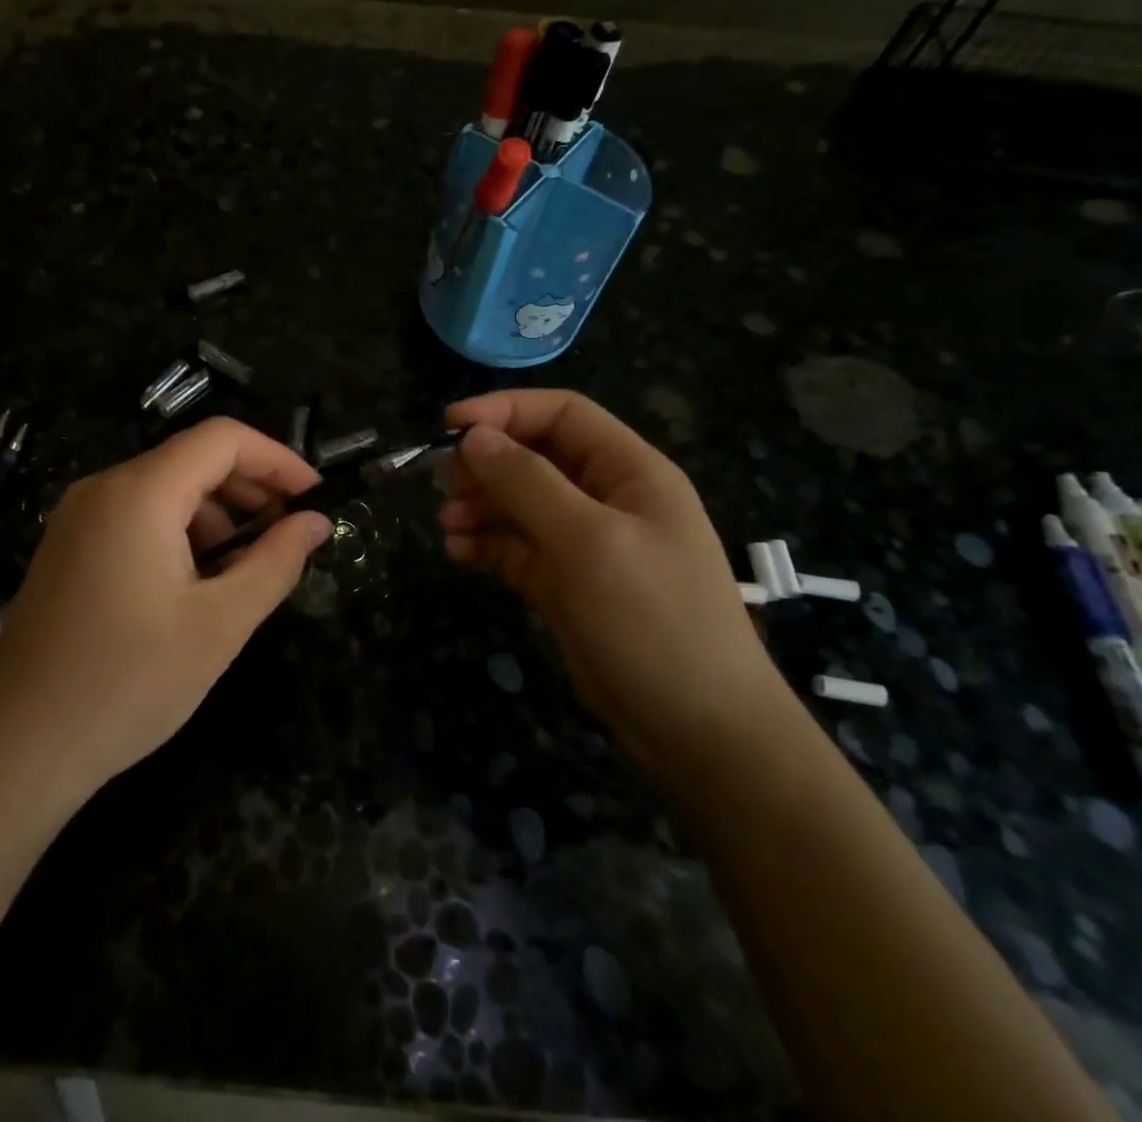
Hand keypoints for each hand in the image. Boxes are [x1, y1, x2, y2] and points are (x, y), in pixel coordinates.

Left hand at [0, 417, 331, 793]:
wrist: (17, 746)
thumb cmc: (128, 682)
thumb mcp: (220, 624)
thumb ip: (275, 562)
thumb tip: (316, 522)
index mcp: (139, 493)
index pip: (222, 439)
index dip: (278, 459)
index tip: (316, 498)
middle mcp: (103, 488)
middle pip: (193, 460)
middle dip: (250, 489)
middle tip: (291, 535)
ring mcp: (78, 517)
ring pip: (165, 489)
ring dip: (217, 516)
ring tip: (246, 571)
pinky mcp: (69, 547)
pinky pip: (137, 516)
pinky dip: (180, 533)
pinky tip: (196, 584)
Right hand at [440, 389, 798, 783]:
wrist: (699, 731)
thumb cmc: (652, 621)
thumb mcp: (588, 542)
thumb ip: (528, 483)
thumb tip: (473, 436)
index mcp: (629, 472)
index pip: (563, 415)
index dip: (506, 411)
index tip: (450, 425)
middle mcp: (607, 499)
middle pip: (535, 457)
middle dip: (487, 463)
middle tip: (442, 483)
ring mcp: (586, 544)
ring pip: (521, 504)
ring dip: (480, 505)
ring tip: (445, 522)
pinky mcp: (566, 585)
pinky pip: (517, 549)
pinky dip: (486, 545)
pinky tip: (458, 553)